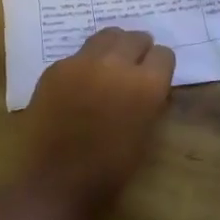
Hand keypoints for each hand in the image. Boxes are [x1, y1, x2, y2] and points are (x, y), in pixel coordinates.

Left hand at [24, 27, 176, 209]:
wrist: (55, 182)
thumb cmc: (109, 170)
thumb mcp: (146, 136)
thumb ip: (151, 102)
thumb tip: (149, 85)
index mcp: (145, 84)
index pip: (163, 54)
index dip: (160, 66)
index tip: (156, 76)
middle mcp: (116, 63)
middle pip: (135, 38)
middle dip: (139, 50)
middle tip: (134, 66)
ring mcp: (82, 62)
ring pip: (106, 36)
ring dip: (113, 48)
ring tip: (109, 66)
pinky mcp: (56, 68)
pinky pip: (78, 55)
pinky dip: (85, 64)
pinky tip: (79, 86)